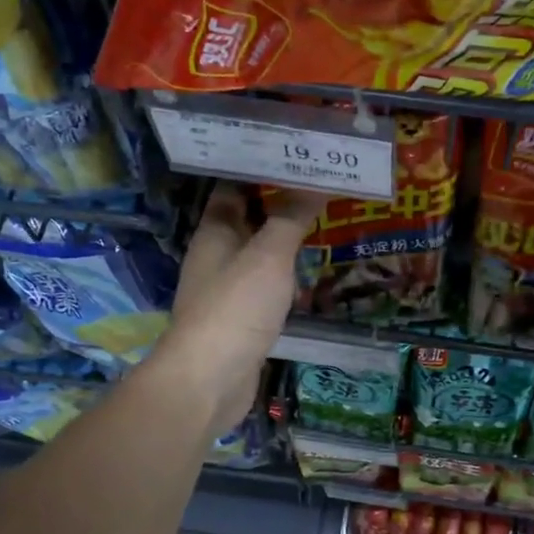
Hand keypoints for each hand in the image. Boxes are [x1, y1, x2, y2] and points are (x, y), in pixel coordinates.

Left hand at [153, 183, 322, 436]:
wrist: (209, 381)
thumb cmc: (236, 307)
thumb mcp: (268, 256)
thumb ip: (290, 218)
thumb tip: (314, 182)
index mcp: (214, 231)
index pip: (234, 186)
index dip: (262, 167)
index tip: (298, 153)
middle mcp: (216, 255)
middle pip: (248, 218)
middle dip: (281, 201)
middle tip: (322, 183)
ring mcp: (226, 289)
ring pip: (258, 251)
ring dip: (284, 237)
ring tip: (324, 218)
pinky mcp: (240, 318)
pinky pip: (265, 283)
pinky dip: (284, 271)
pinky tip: (309, 268)